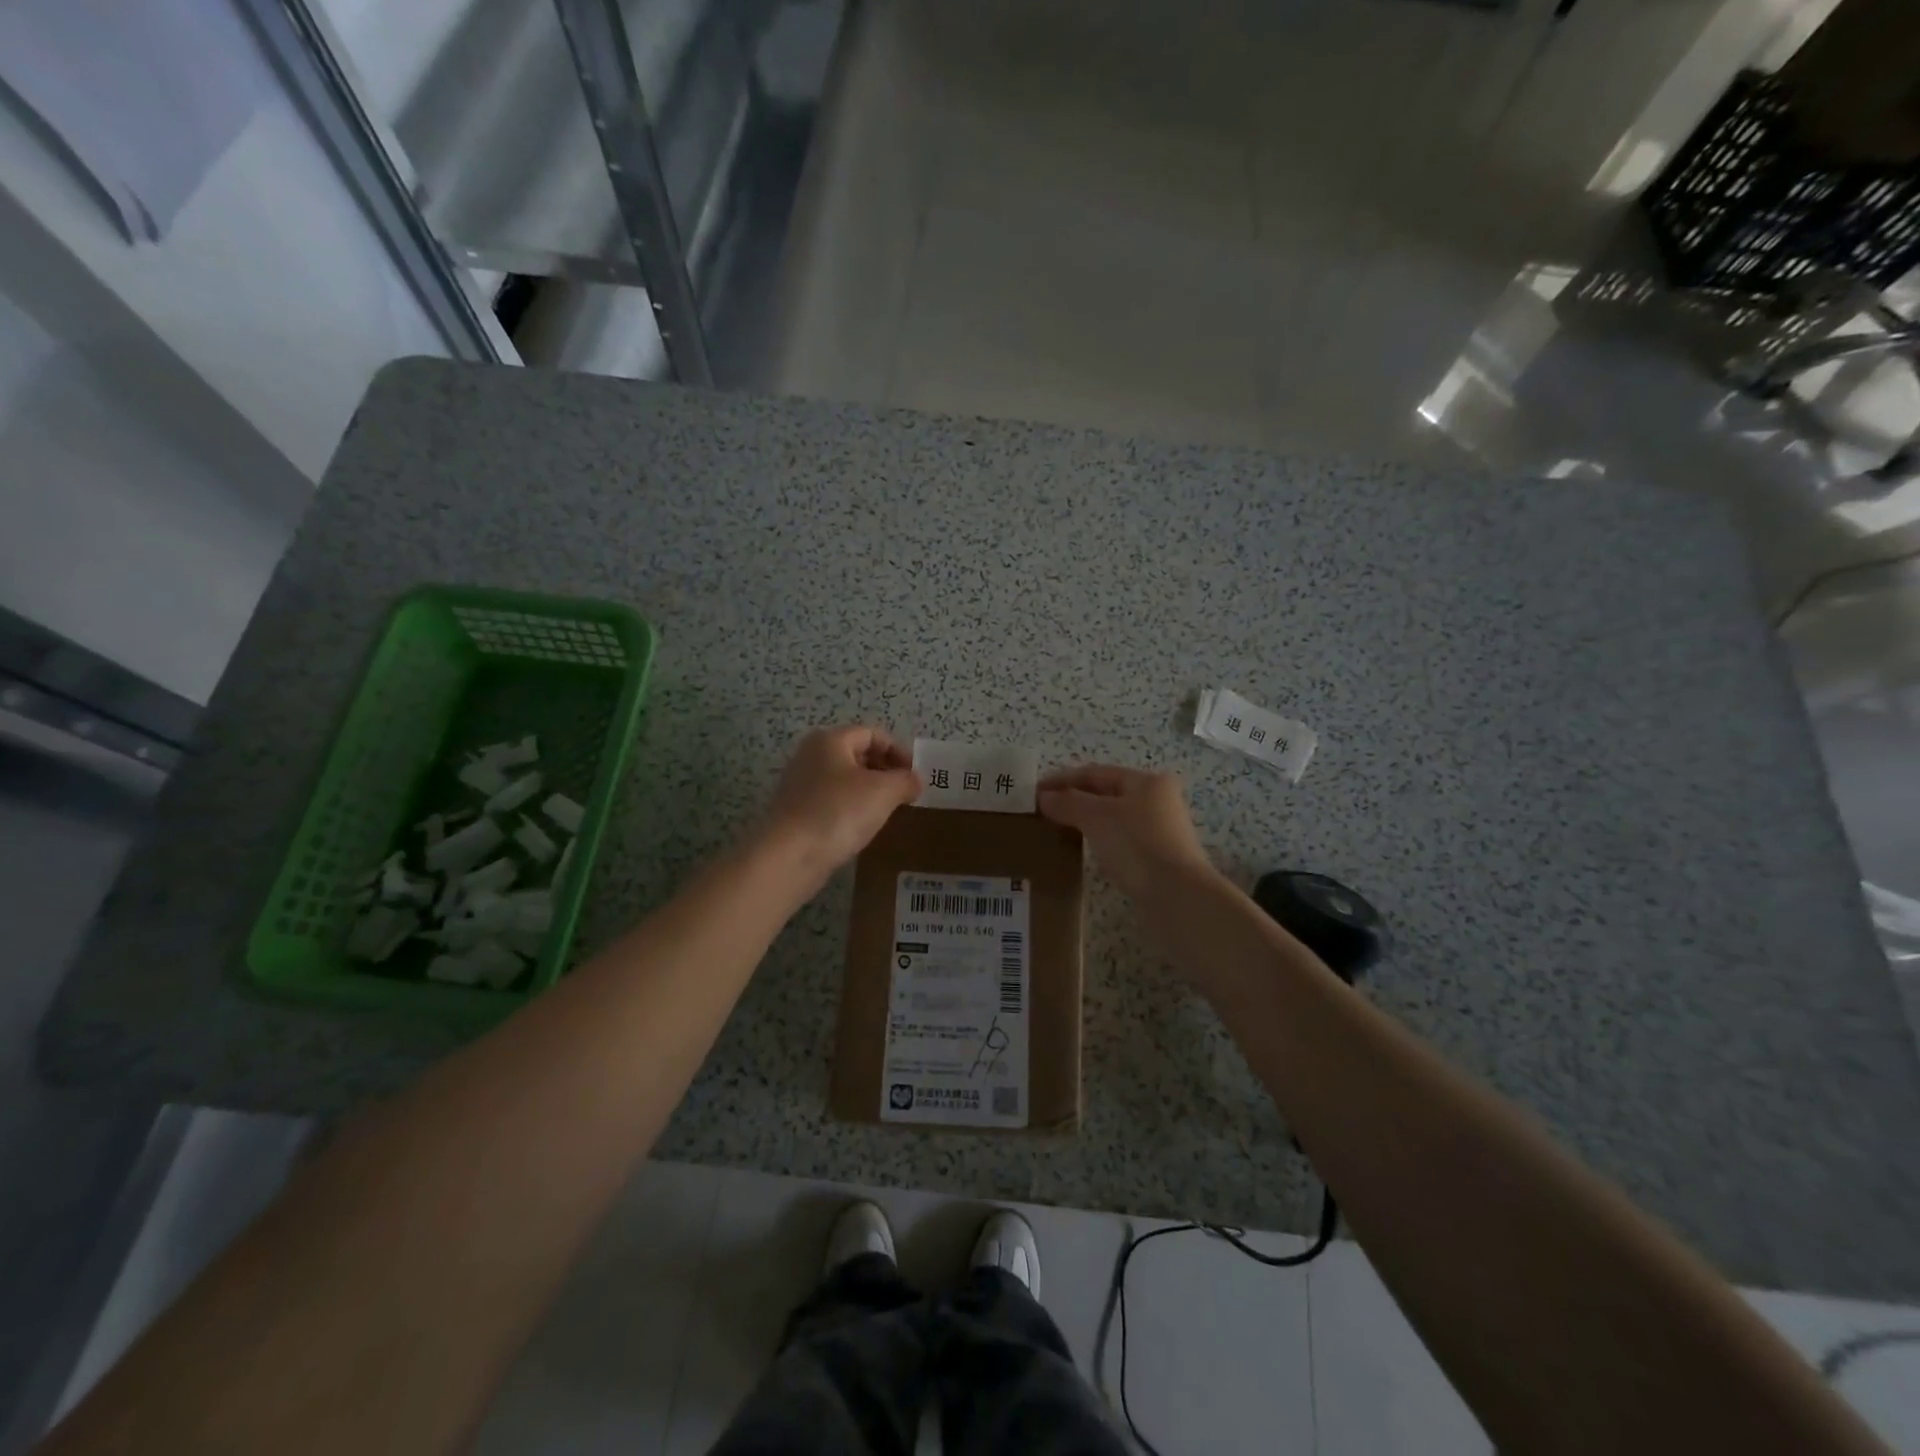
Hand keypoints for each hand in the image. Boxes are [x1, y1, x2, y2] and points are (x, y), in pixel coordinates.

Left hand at [763, 726, 921, 884]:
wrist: (789, 856)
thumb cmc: (839, 812)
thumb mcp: (884, 791)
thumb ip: (906, 780)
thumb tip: (915, 780)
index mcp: (830, 740)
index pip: (873, 734)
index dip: (899, 751)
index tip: (915, 776)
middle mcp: (811, 755)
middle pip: (857, 755)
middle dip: (885, 771)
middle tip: (906, 794)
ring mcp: (800, 784)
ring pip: (845, 780)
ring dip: (870, 792)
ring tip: (889, 812)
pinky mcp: (796, 812)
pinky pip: (832, 802)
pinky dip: (852, 809)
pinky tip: (863, 828)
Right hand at [1037, 765, 1218, 900]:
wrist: (1176, 897)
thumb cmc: (1136, 846)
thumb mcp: (1096, 818)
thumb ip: (1068, 803)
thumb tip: (1044, 797)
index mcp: (1147, 782)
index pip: (1096, 773)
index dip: (1063, 779)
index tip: (1034, 792)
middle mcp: (1158, 800)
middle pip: (1107, 793)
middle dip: (1074, 799)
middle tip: (1043, 810)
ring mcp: (1161, 830)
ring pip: (1114, 818)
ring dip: (1086, 820)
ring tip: (1058, 829)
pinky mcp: (1158, 858)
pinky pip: (1120, 840)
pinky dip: (1099, 839)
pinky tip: (1084, 850)